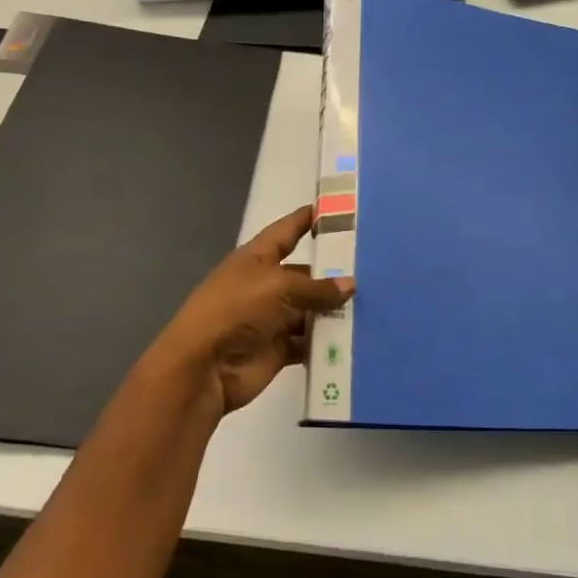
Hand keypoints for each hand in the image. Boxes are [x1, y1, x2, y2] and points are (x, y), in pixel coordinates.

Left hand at [153, 205, 354, 417]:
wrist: (203, 368)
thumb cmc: (236, 310)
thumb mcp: (279, 288)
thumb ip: (317, 288)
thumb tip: (350, 284)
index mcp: (256, 259)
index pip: (286, 231)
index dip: (307, 219)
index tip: (336, 209)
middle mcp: (264, 285)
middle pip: (304, 274)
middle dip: (333, 272)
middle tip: (373, 268)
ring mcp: (271, 319)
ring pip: (310, 309)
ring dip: (334, 310)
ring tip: (374, 303)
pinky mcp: (278, 350)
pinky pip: (308, 341)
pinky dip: (327, 341)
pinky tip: (356, 337)